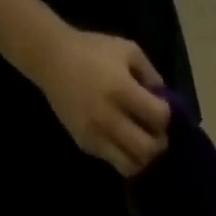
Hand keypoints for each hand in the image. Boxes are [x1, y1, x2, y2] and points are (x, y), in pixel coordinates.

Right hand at [34, 29, 171, 175]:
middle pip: (149, 149)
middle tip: (155, 134)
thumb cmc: (93, 51)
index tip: (159, 108)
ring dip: (143, 158)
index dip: (164, 115)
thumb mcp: (127, 51)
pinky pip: (115, 162)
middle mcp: (109, 117)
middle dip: (158, 143)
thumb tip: (165, 102)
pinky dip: (125, 157)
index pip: (160, 117)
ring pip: (132, 165)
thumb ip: (151, 75)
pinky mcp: (87, 145)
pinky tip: (124, 143)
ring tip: (141, 144)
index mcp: (121, 89)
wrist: (51, 59)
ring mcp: (96, 134)